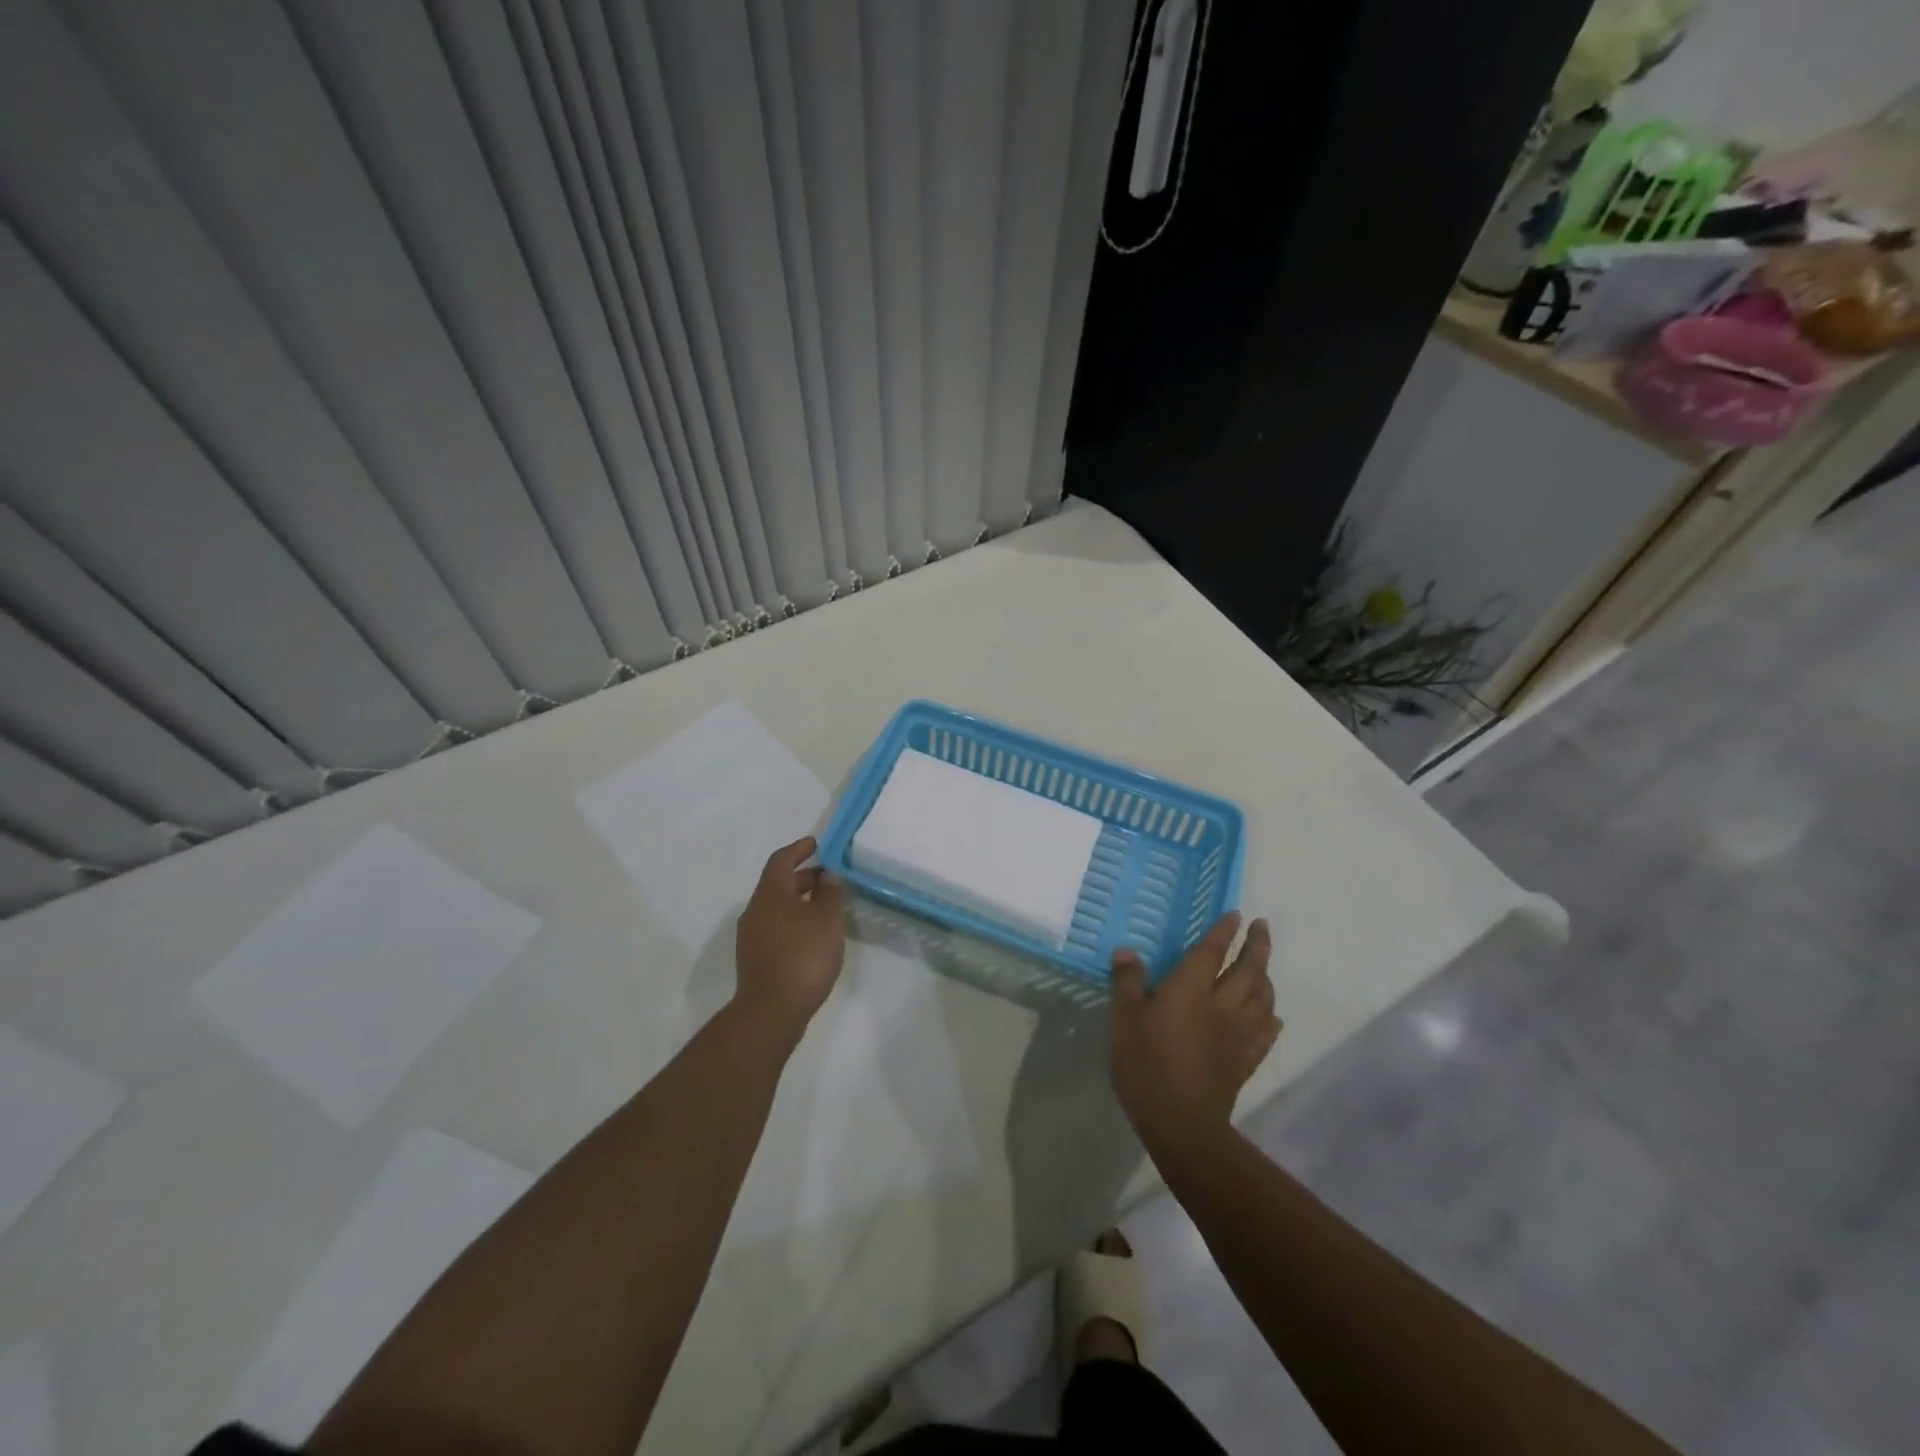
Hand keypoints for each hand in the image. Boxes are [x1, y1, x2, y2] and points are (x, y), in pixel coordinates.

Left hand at [733, 836, 847, 1044]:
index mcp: (771, 893)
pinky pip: (776, 927)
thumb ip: (830, 893)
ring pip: (778, 907)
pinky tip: (813, 935)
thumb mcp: (827, 920)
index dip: (799, 849)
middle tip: (831, 878)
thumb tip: (827, 875)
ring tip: (827, 907)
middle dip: (805, 877)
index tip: (817, 844)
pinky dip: (794, 921)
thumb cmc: (803, 956)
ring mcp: (752, 935)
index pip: (782, 859)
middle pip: (779, 883)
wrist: (771, 1011)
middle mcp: (756, 909)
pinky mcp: (755, 957)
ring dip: (800, 901)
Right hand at [1109, 914, 1280, 1149]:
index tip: (1236, 914)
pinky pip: (1266, 1032)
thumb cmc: (1145, 1063)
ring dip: (1266, 977)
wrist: (1180, 1122)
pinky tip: (1271, 1015)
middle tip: (1262, 928)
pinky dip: (1271, 1017)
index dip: (1224, 931)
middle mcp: (1221, 1005)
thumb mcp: (1123, 1018)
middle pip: (1248, 970)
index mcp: (1191, 989)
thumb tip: (1127, 952)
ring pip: (1262, 998)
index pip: (1212, 951)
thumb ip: (1128, 982)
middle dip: (1257, 946)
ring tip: (1264, 967)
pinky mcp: (1245, 1061)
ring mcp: (1238, 1034)